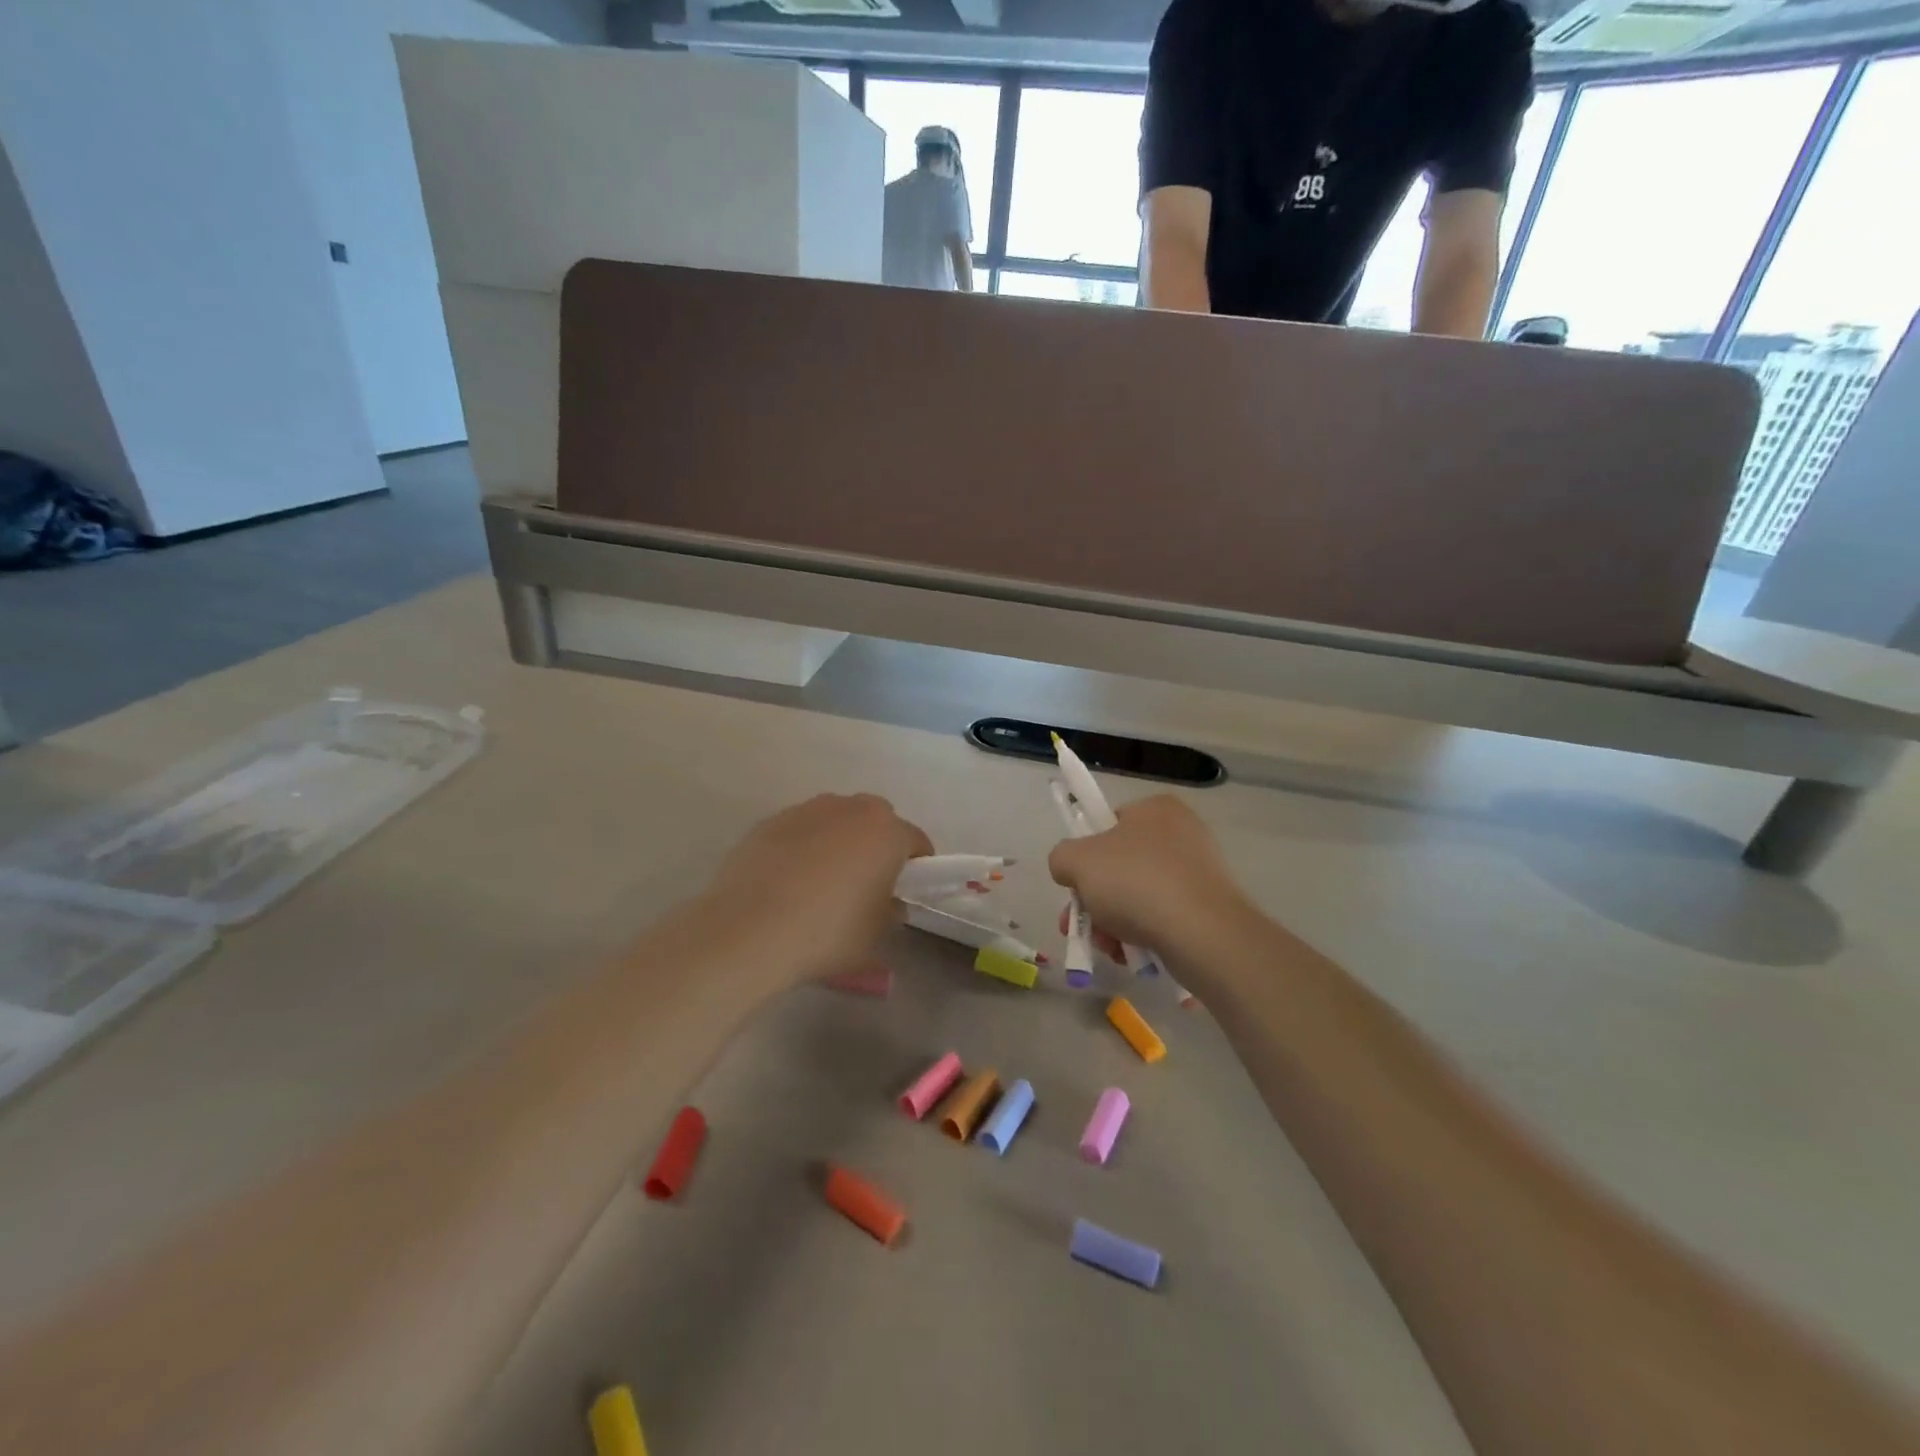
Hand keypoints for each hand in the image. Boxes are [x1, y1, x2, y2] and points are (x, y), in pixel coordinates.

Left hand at [702, 793, 932, 982]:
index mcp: (887, 831)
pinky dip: (803, 848)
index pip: (917, 842)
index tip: (906, 892)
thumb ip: (891, 912)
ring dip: (839, 843)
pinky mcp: (771, 821)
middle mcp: (851, 809)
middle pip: (877, 821)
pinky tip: (787, 883)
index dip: (918, 868)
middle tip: (866, 884)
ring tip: (821, 884)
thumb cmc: (827, 932)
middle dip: (877, 846)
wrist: (748, 929)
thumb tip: (889, 903)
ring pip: (836, 821)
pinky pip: (801, 831)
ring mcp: (808, 810)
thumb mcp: (875, 935)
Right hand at [1048, 795, 1250, 961]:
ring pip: (1138, 895)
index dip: (1086, 854)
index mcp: (1155, 809)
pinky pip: (1162, 917)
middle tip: (1076, 925)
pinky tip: (1129, 954)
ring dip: (1111, 922)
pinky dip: (1141, 934)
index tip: (1076, 883)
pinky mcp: (1209, 907)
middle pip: (1119, 866)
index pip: (1108, 824)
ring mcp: (1199, 871)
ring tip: (1104, 947)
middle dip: (1093, 899)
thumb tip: (1070, 870)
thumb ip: (1062, 857)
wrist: (1202, 934)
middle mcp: (1181, 833)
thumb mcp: (1077, 860)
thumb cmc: (1136, 883)